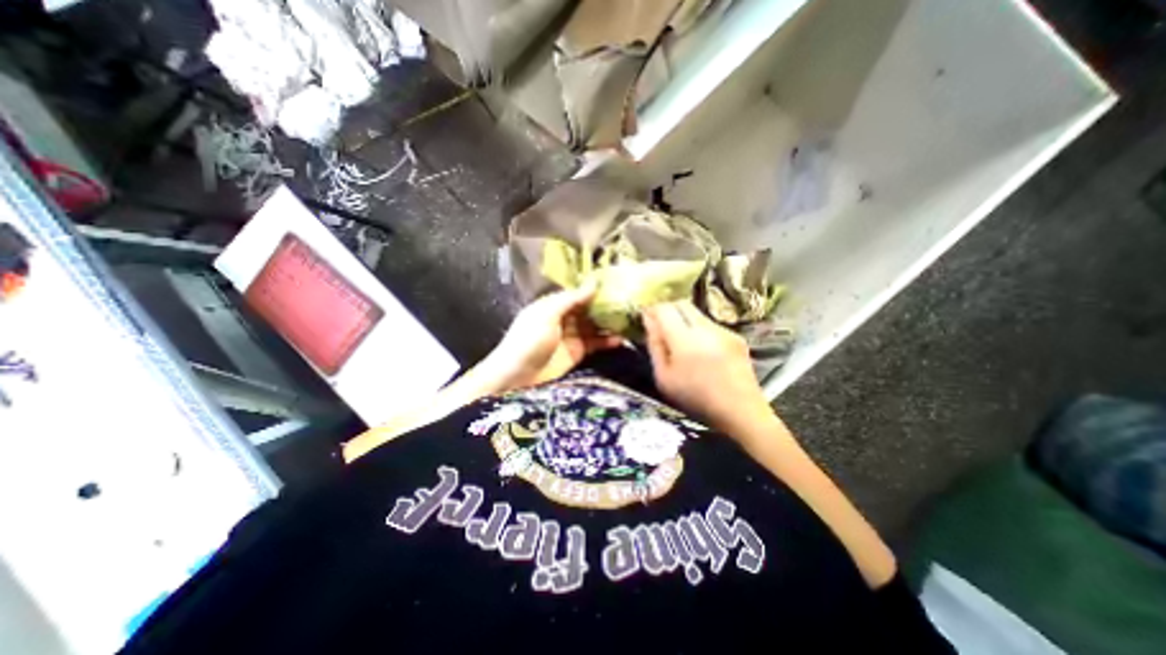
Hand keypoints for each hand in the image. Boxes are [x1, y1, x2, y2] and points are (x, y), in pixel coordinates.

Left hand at [479, 285, 622, 391]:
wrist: (517, 376)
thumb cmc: (529, 340)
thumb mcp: (547, 314)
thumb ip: (571, 299)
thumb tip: (594, 283)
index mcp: (554, 304)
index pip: (579, 293)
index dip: (595, 289)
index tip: (617, 284)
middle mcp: (564, 318)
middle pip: (589, 309)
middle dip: (607, 306)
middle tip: (630, 303)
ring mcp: (572, 336)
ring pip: (595, 326)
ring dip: (610, 324)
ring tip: (630, 320)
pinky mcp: (577, 353)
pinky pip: (595, 344)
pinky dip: (607, 342)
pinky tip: (621, 339)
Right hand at [637, 299, 771, 435]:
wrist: (740, 411)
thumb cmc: (695, 398)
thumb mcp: (664, 378)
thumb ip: (655, 345)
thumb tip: (649, 321)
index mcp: (684, 340)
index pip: (664, 309)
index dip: (652, 309)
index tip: (646, 316)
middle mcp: (705, 328)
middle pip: (682, 304)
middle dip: (668, 309)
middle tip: (661, 324)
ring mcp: (723, 330)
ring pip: (697, 313)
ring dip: (684, 319)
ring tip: (682, 341)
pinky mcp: (735, 336)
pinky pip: (711, 324)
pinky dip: (700, 330)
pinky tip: (702, 350)